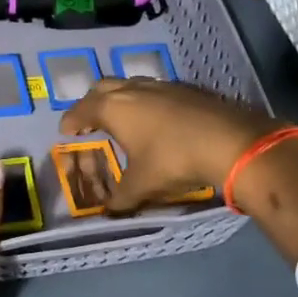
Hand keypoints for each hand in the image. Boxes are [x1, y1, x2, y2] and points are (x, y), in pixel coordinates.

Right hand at [58, 78, 284, 213]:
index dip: (71, 120)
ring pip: (131, 85)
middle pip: (103, 87)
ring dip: (121, 99)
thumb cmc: (174, 160)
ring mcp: (163, 85)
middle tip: (90, 121)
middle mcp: (134, 89)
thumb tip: (109, 212)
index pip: (82, 109)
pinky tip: (157, 120)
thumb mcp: (142, 185)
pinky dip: (146, 102)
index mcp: (114, 108)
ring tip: (123, 119)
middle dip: (92, 102)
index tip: (66, 131)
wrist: (231, 142)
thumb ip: (121, 199)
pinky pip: (156, 91)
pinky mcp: (187, 89)